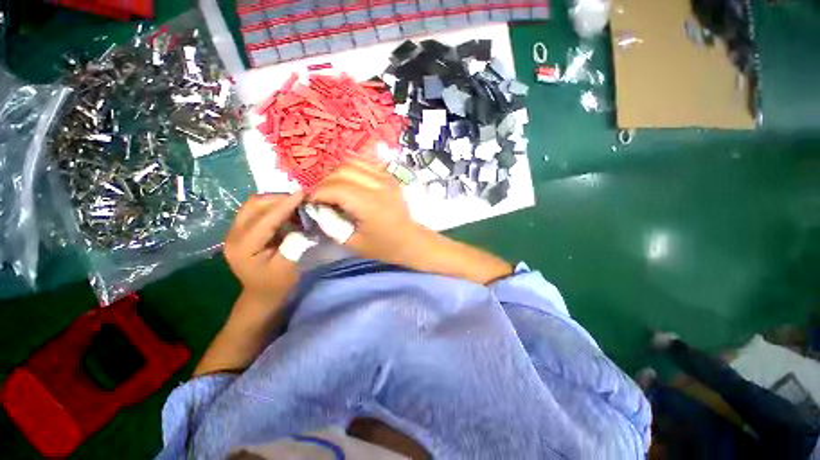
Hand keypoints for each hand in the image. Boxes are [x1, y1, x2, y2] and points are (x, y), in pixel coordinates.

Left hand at [224, 192, 303, 299]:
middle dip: (279, 198)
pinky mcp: (241, 230)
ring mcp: (234, 231)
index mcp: (243, 247)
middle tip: (302, 200)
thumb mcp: (288, 267)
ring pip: (254, 204)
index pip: (265, 219)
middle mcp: (233, 235)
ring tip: (296, 205)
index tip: (302, 193)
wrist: (261, 294)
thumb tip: (302, 224)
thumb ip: (294, 244)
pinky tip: (287, 212)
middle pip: (254, 205)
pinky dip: (273, 207)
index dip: (285, 205)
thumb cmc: (276, 284)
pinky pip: (256, 210)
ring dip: (276, 200)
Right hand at [310, 160, 511, 283]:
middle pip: (341, 171)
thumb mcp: (353, 242)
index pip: (334, 188)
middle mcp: (378, 185)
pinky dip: (352, 167)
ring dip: (337, 172)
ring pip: (353, 162)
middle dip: (325, 181)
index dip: (317, 193)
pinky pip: (366, 163)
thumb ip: (331, 223)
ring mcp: (386, 178)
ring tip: (332, 187)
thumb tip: (317, 207)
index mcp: (369, 204)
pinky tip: (348, 179)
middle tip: (320, 195)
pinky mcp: (390, 177)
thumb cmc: (384, 246)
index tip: (310, 201)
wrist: (411, 240)